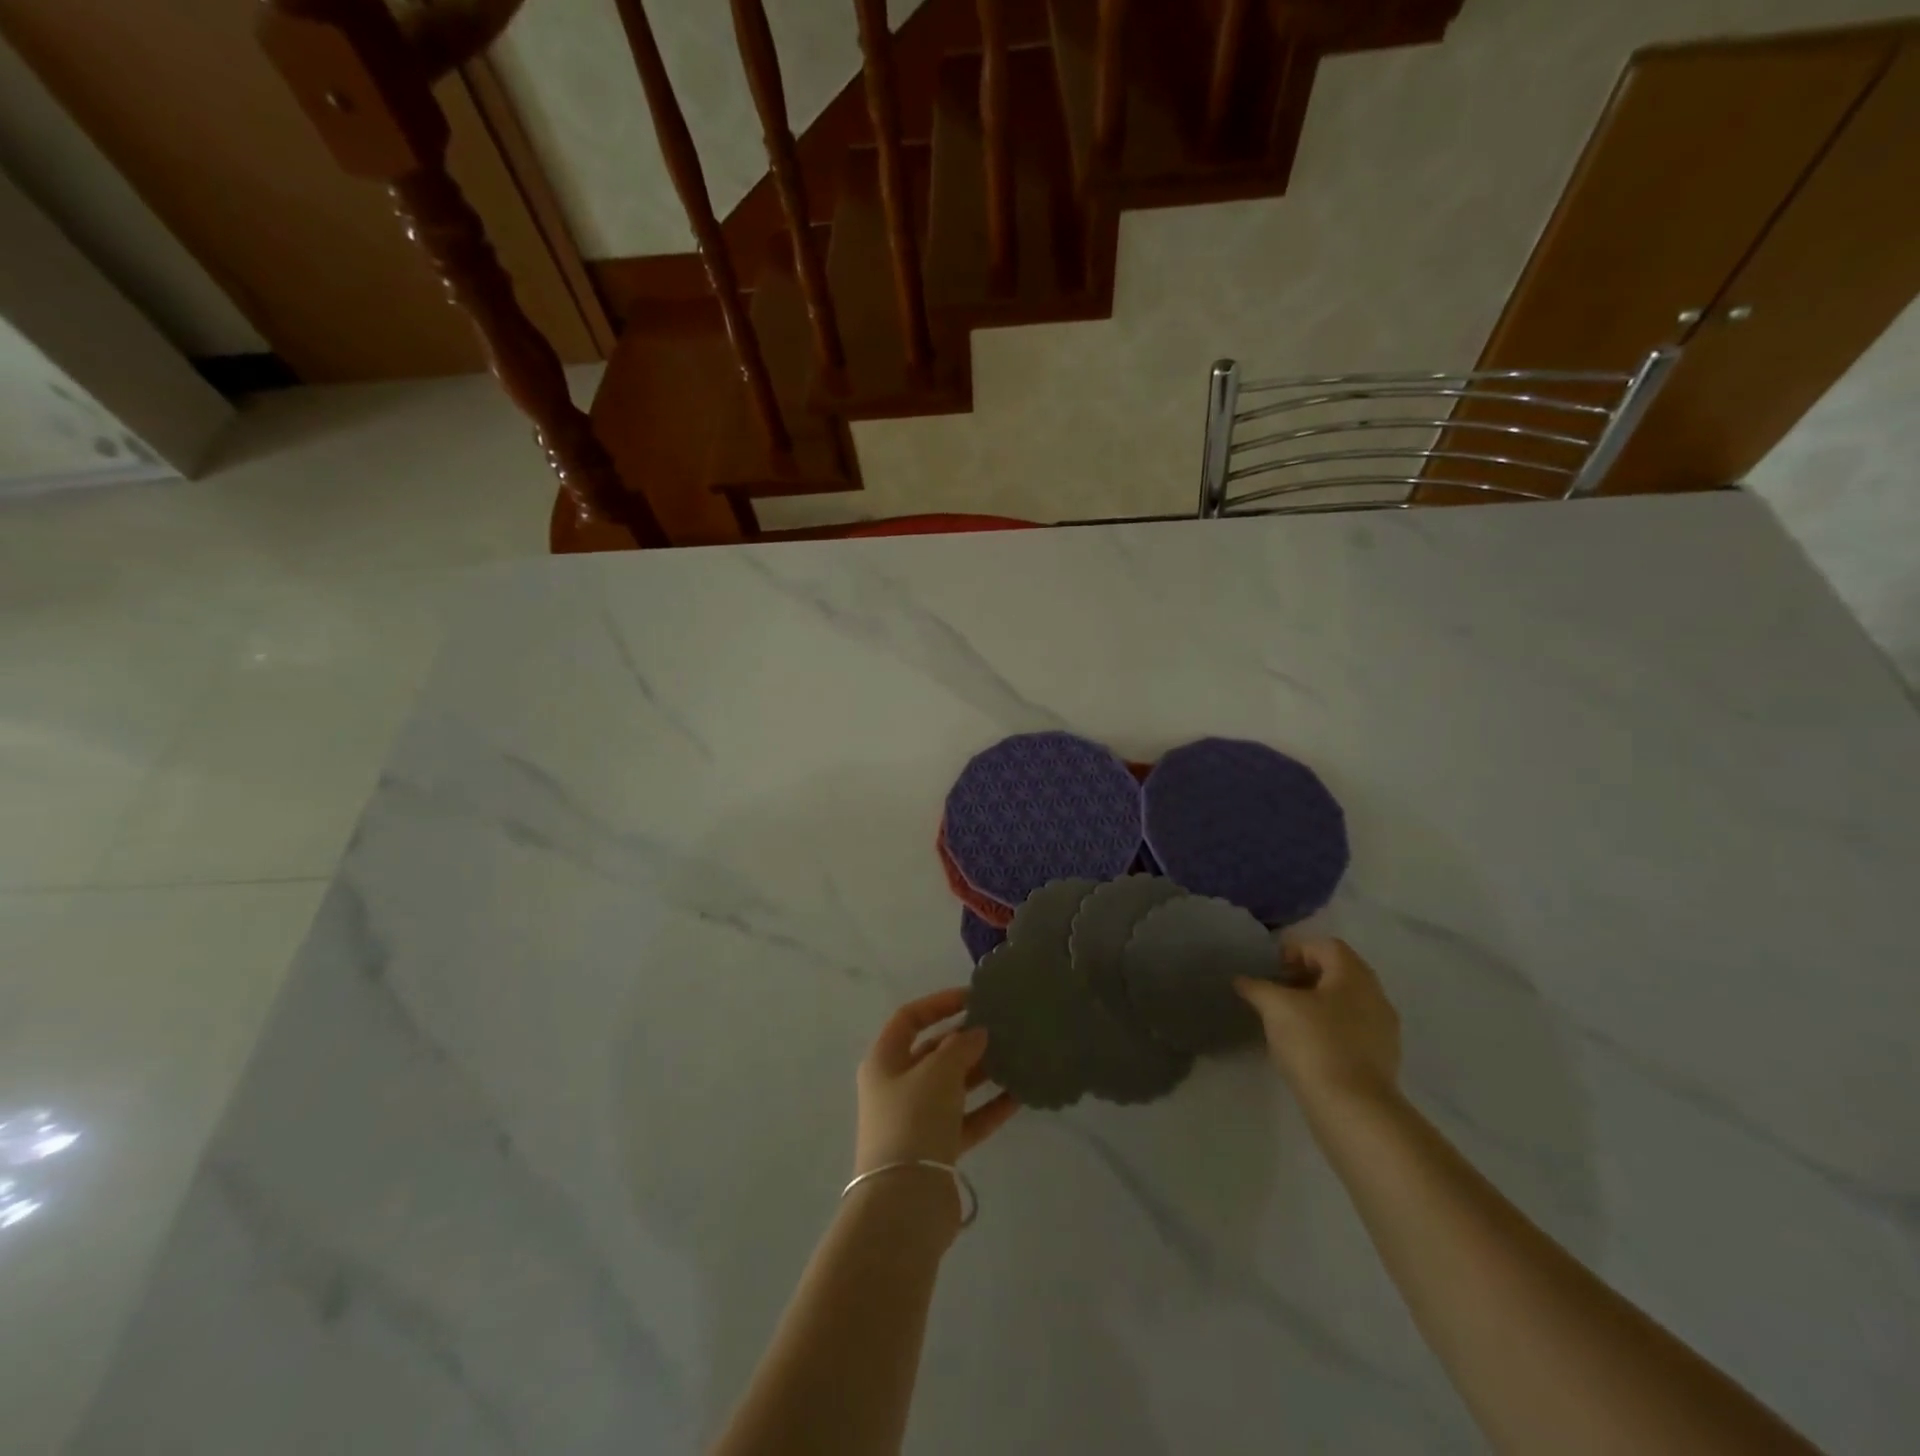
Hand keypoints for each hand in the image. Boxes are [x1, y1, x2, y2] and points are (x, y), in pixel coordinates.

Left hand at [854, 989, 1018, 1175]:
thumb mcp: (938, 1071)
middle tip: (1001, 1028)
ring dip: (981, 1071)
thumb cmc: (914, 1120)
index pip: (909, 1018)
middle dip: (965, 1039)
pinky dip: (990, 1106)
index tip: (973, 998)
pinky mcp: (937, 1149)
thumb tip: (977, 1033)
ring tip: (1016, 1055)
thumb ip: (961, 1046)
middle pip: (933, 1052)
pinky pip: (967, 1118)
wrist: (905, 1202)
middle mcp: (896, 1087)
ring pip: (953, 1085)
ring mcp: (916, 1119)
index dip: (939, 1003)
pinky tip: (1020, 1094)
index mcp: (884, 1061)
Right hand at [1236, 938, 1401, 1111]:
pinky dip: (1328, 1028)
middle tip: (1276, 991)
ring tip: (1286, 1020)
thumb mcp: (1275, 1007)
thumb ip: (1257, 987)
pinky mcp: (1382, 1059)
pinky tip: (1306, 1046)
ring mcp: (1383, 1030)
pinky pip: (1352, 1029)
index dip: (1296, 950)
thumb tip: (1241, 980)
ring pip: (1345, 1002)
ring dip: (1316, 1003)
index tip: (1271, 969)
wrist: (1354, 1110)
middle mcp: (1375, 996)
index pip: (1326, 946)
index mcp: (1354, 975)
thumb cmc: (1315, 1043)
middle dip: (1305, 976)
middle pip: (1338, 972)